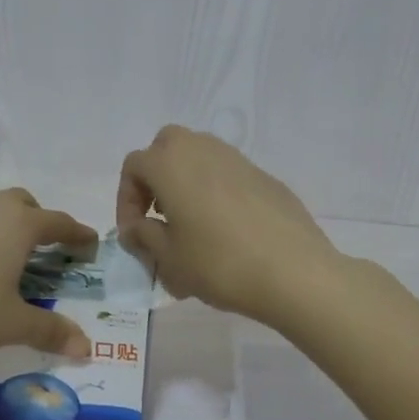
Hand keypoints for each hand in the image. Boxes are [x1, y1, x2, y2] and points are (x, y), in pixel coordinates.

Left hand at [0, 190, 97, 362]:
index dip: (78, 234)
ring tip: (3, 262)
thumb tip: (86, 348)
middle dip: (39, 222)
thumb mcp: (11, 325)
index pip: (58, 223)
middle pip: (22, 204)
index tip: (90, 245)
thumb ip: (50, 331)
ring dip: (3, 228)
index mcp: (18, 225)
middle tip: (45, 251)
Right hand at [116, 126, 342, 326]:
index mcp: (170, 163)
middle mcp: (202, 149)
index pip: (133, 167)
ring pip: (199, 158)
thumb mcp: (168, 259)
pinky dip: (215, 193)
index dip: (125, 201)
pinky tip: (227, 232)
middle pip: (166, 148)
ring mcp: (237, 159)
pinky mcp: (265, 176)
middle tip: (159, 216)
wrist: (293, 271)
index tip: (134, 235)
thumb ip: (143, 236)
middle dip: (155, 179)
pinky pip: (227, 175)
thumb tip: (136, 227)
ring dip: (185, 184)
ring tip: (190, 226)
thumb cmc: (219, 264)